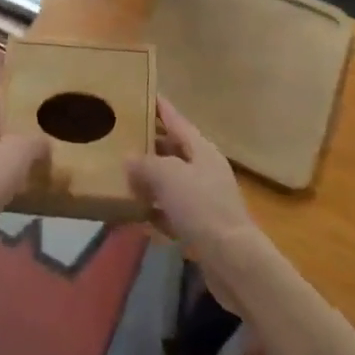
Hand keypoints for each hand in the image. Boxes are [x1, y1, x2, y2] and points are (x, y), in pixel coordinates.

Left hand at [0, 96, 48, 227]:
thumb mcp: (17, 152)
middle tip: (46, 122)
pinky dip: (15, 174)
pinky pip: (0, 174)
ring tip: (44, 151)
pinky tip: (32, 178)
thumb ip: (35, 141)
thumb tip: (46, 142)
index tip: (33, 86)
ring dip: (18, 151)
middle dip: (20, 124)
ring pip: (0, 151)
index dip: (13, 92)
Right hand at [128, 98, 263, 299]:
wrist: (233, 261)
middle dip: (149, 145)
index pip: (176, 119)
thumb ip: (145, 164)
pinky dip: (157, 211)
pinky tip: (138, 216)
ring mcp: (205, 198)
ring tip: (122, 177)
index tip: (142, 93)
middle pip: (173, 150)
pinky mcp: (202, 226)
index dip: (159, 107)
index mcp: (201, 149)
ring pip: (172, 182)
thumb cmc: (201, 207)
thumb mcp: (167, 176)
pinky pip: (173, 211)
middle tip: (121, 139)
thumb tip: (128, 159)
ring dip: (150, 180)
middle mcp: (205, 169)